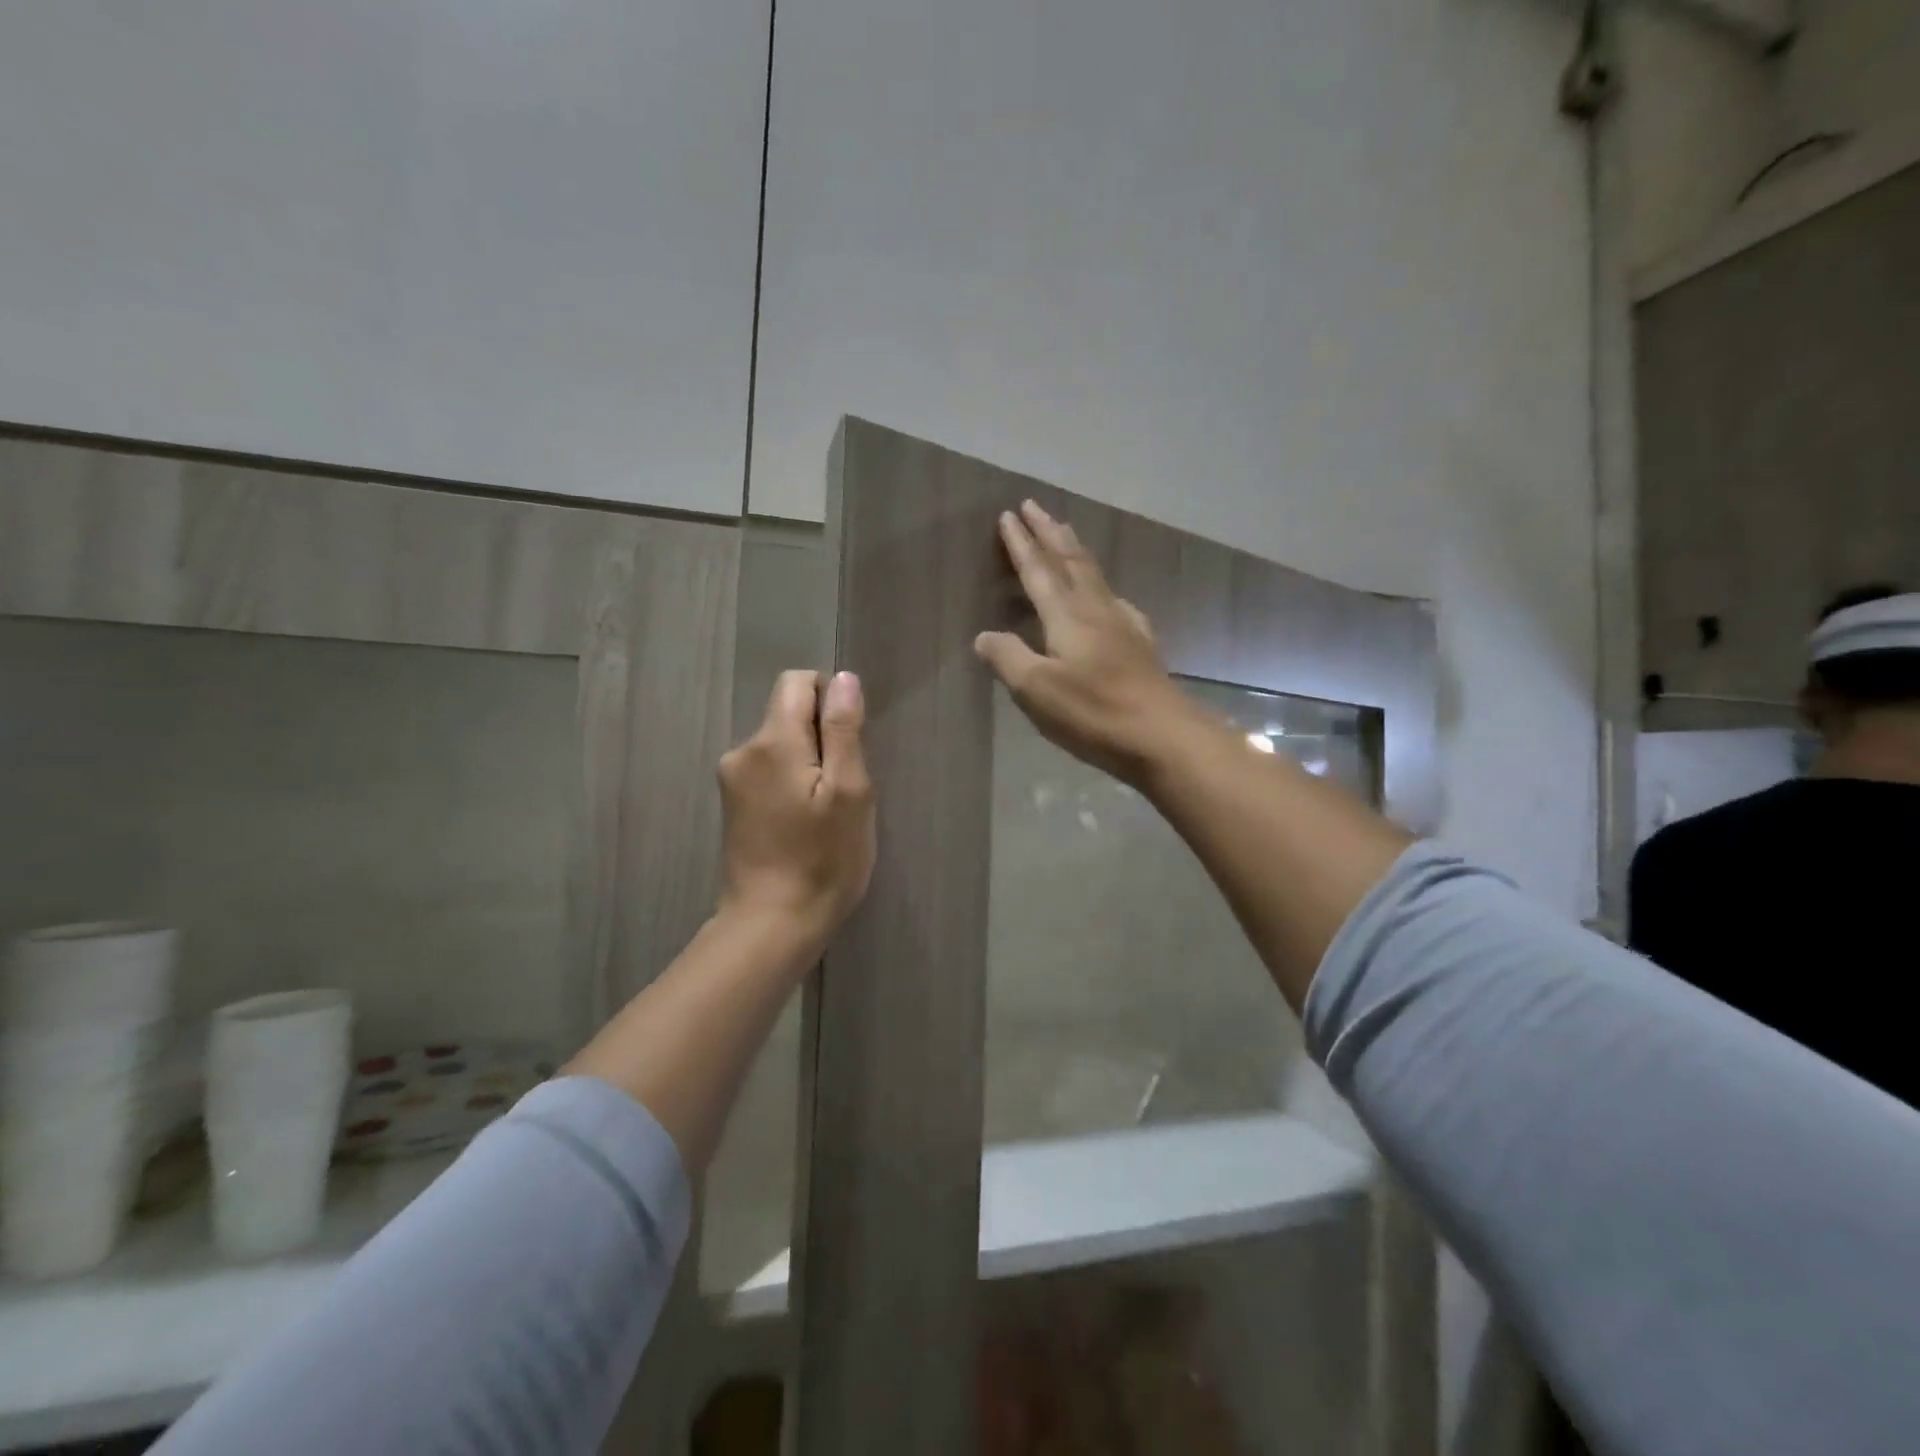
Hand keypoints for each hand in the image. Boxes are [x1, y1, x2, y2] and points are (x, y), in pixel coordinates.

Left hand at [717, 670, 876, 945]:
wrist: (772, 925)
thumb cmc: (823, 859)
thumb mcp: (849, 792)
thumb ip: (843, 730)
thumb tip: (843, 679)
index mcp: (772, 741)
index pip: (797, 682)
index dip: (830, 699)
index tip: (848, 744)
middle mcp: (742, 750)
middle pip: (788, 713)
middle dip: (821, 736)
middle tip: (843, 788)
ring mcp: (732, 779)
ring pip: (781, 744)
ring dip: (808, 762)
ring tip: (825, 811)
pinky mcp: (732, 804)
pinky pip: (769, 770)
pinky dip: (791, 782)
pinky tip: (804, 822)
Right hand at [974, 500, 1196, 785]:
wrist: (1162, 736)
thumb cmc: (1093, 712)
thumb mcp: (1037, 690)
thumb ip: (1008, 658)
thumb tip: (984, 636)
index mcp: (1067, 616)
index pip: (1038, 571)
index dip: (1022, 544)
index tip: (1008, 515)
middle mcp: (1096, 610)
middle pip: (1070, 561)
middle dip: (1050, 532)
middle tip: (1034, 506)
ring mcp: (1123, 625)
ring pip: (1094, 575)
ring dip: (1074, 551)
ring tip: (1065, 534)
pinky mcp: (1141, 644)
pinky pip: (1115, 599)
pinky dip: (1101, 585)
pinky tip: (1107, 597)